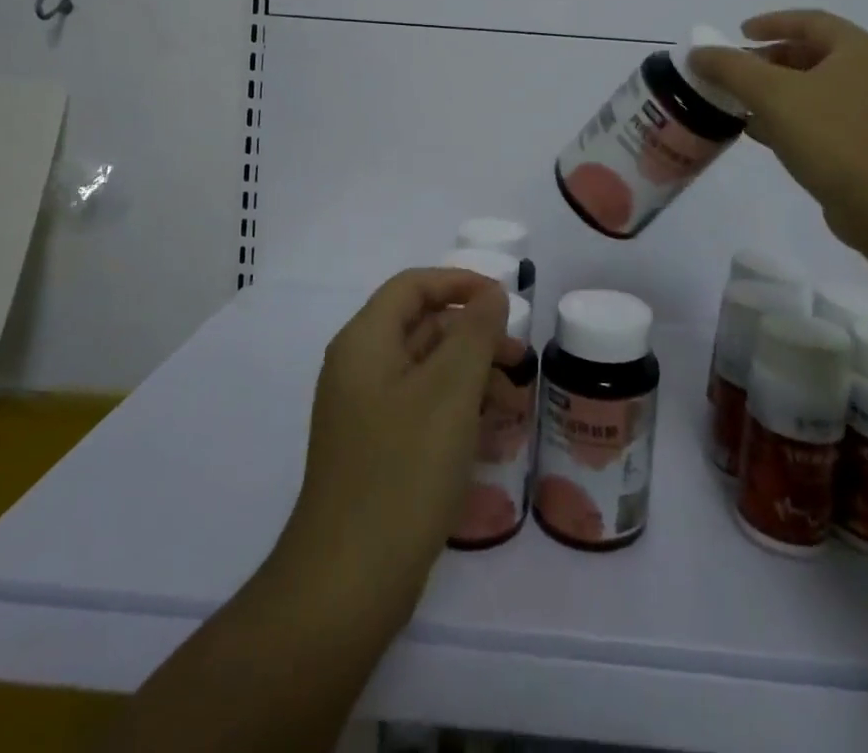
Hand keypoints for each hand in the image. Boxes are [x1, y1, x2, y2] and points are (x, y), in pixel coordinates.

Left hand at [274, 268, 515, 628]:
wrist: (347, 585)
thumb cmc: (403, 470)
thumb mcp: (450, 391)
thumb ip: (475, 332)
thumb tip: (491, 295)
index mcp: (365, 342)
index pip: (413, 286)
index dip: (460, 283)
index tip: (505, 300)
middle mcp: (360, 369)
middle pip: (423, 327)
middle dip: (475, 336)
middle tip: (520, 359)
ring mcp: (365, 413)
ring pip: (427, 371)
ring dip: (472, 376)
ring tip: (515, 404)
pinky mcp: (376, 451)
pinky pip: (422, 410)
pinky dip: (457, 410)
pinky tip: (490, 434)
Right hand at [691, 8, 867, 246]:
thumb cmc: (832, 136)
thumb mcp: (772, 94)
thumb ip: (731, 68)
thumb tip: (698, 53)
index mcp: (858, 49)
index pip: (809, 21)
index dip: (770, 23)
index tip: (738, 33)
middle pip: (810, 54)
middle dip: (768, 61)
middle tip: (735, 71)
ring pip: (813, 90)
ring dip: (774, 92)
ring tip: (738, 102)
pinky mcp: (865, 144)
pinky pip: (820, 119)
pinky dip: (788, 118)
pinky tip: (760, 133)